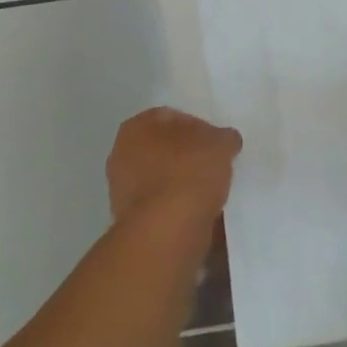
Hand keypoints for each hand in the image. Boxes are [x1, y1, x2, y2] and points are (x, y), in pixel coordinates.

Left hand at [107, 107, 241, 227]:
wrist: (165, 230)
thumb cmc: (188, 173)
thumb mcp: (220, 145)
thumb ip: (224, 138)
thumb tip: (225, 140)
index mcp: (137, 126)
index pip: (173, 117)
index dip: (200, 127)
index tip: (219, 143)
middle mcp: (121, 153)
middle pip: (164, 148)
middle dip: (188, 155)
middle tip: (215, 165)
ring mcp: (121, 188)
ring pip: (162, 177)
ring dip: (183, 182)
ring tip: (211, 191)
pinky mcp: (130, 218)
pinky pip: (161, 204)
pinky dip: (178, 206)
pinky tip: (199, 212)